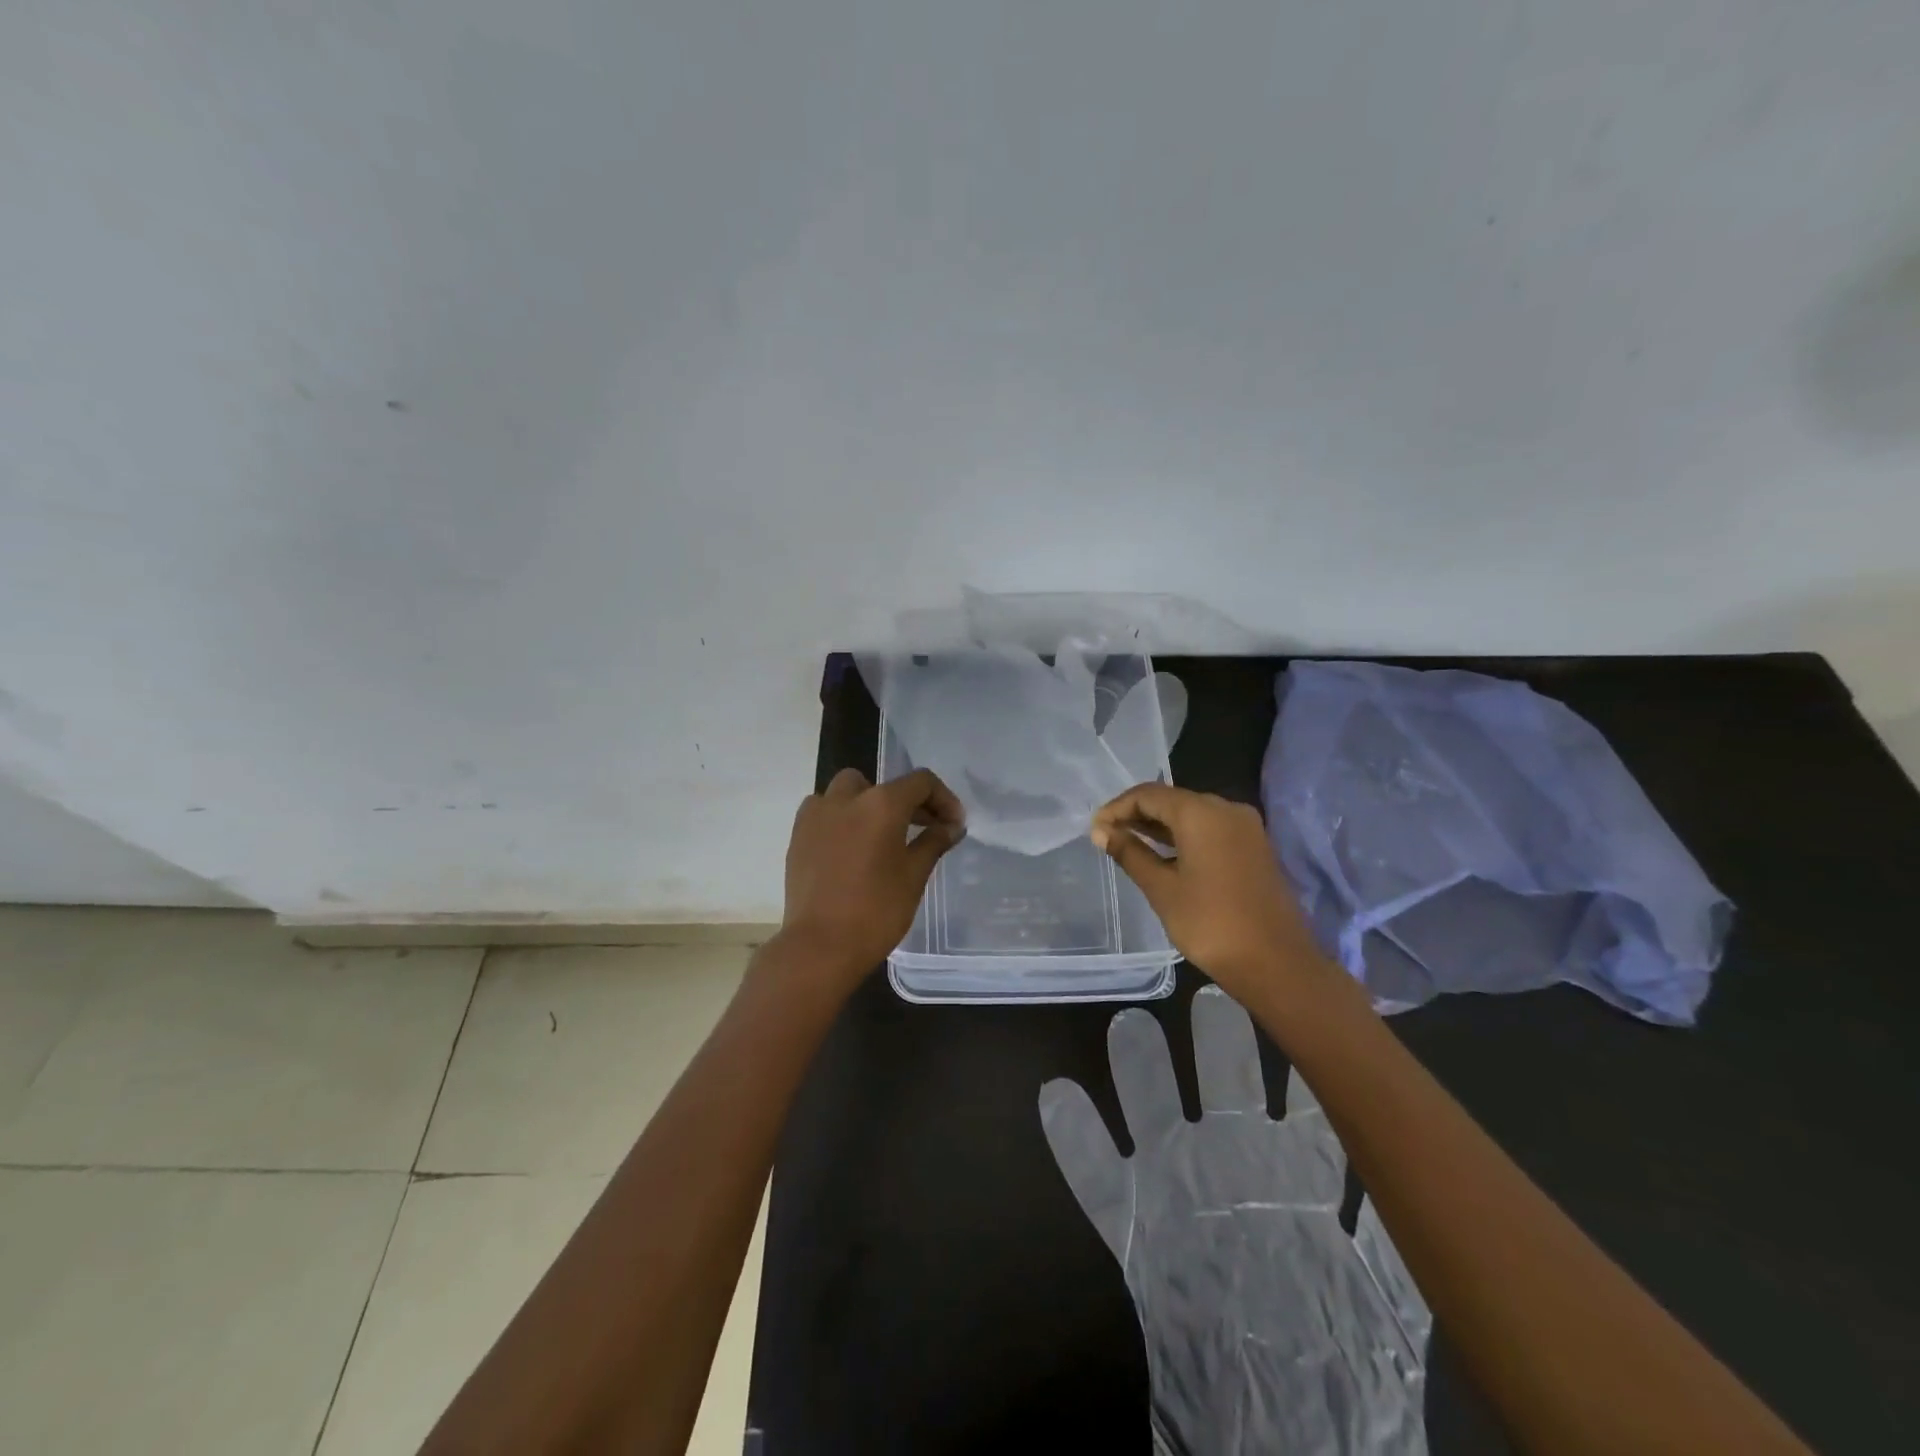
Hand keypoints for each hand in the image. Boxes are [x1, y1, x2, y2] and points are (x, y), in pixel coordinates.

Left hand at [777, 767, 964, 991]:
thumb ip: (934, 842)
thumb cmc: (876, 911)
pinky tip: (851, 847)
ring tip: (882, 835)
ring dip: (869, 804)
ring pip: (848, 792)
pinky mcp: (798, 835)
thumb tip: (951, 826)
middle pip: (883, 785)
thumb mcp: (914, 876)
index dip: (944, 799)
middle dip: (907, 801)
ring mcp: (817, 814)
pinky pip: (824, 811)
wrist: (819, 946)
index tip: (953, 825)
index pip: (921, 782)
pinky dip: (842, 818)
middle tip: (923, 828)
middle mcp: (846, 798)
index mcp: (881, 803)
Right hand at [1040, 988, 1430, 1453]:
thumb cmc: (1337, 1350)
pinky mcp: (1133, 1225)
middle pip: (1222, 1084)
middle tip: (1210, 993)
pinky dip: (1074, 1137)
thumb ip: (1387, 1212)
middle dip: (1218, 1039)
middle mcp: (1235, 1161)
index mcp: (1296, 1168)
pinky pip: (1095, 1174)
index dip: (1297, 1052)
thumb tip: (1401, 1137)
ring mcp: (1178, 1185)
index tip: (1288, 1001)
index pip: (1296, 1094)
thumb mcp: (1385, 1279)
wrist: (1282, 1415)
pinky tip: (1059, 1096)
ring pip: (1154, 1108)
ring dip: (1141, 1070)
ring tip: (1130, 1026)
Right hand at [1091, 783, 1330, 1001]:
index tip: (1095, 829)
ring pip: (1192, 814)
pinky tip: (1164, 855)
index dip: (1117, 808)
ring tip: (1128, 844)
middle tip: (1107, 836)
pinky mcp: (1254, 846)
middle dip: (1137, 814)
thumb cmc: (1211, 924)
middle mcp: (1226, 809)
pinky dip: (1183, 836)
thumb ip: (1130, 853)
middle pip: (1172, 799)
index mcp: (1201, 812)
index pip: (1148, 794)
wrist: (1276, 963)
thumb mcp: (1162, 888)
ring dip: (1159, 826)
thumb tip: (1101, 831)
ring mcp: (1245, 827)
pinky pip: (1210, 829)